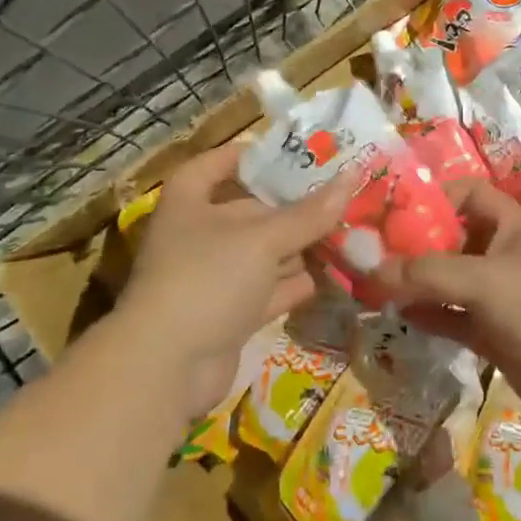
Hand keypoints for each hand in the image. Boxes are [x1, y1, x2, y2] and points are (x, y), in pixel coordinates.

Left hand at [118, 142, 352, 418]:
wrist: (167, 367)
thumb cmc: (208, 277)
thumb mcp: (263, 238)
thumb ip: (309, 213)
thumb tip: (352, 177)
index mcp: (189, 201)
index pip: (215, 164)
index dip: (248, 156)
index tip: (288, 153)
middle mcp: (197, 235)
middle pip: (249, 211)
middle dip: (292, 207)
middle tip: (339, 195)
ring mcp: (211, 278)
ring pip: (262, 254)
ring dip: (299, 247)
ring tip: (347, 231)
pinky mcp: (227, 315)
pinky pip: (267, 290)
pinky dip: (294, 283)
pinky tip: (331, 275)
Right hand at [374, 180, 520, 427]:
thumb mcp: (485, 279)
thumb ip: (428, 273)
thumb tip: (372, 270)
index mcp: (511, 224)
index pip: (466, 194)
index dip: (432, 198)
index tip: (392, 212)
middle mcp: (503, 253)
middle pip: (451, 239)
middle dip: (414, 245)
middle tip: (371, 253)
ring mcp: (499, 295)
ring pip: (449, 280)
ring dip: (417, 282)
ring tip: (375, 285)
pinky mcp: (495, 333)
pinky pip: (454, 316)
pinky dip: (429, 314)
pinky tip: (398, 314)